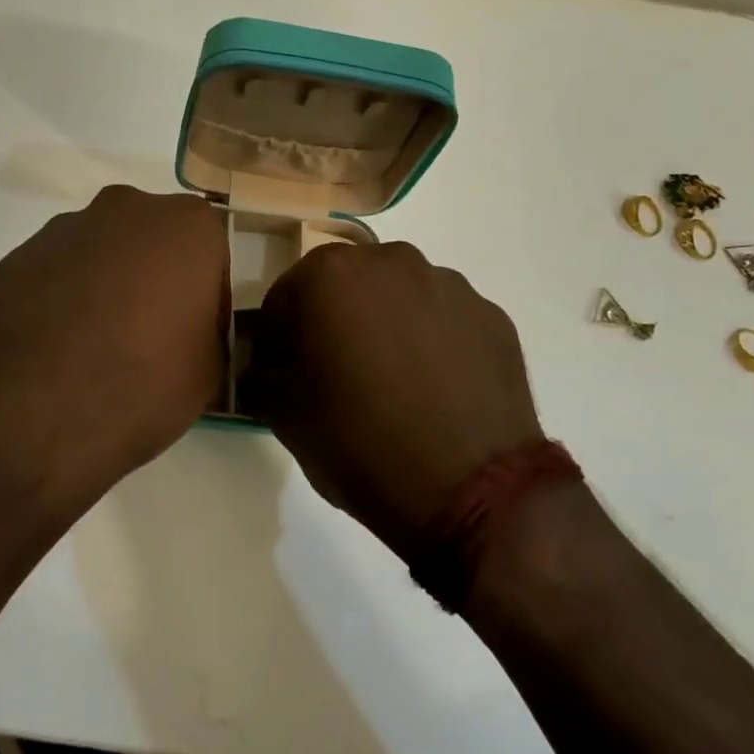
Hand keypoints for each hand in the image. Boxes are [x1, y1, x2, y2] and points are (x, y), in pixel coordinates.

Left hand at [0, 185, 227, 507]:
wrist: (32, 416)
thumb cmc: (142, 385)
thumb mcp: (210, 369)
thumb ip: (209, 328)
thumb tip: (190, 327)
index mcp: (187, 226)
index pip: (211, 251)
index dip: (205, 293)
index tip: (194, 331)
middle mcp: (126, 208)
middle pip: (152, 239)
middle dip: (154, 275)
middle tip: (148, 333)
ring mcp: (65, 228)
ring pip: (101, 250)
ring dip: (105, 282)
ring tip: (94, 345)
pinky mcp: (18, 256)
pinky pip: (57, 272)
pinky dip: (62, 297)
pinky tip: (56, 346)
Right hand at [249, 241, 544, 560]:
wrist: (473, 491)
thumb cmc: (361, 443)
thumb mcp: (284, 414)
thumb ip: (262, 373)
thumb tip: (266, 364)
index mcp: (331, 275)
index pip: (285, 296)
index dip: (279, 336)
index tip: (285, 371)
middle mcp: (391, 262)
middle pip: (345, 285)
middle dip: (334, 320)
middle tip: (337, 374)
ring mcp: (449, 285)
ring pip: (398, 296)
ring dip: (385, 324)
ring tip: (393, 383)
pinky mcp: (491, 315)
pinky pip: (443, 318)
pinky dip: (431, 340)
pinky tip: (434, 389)